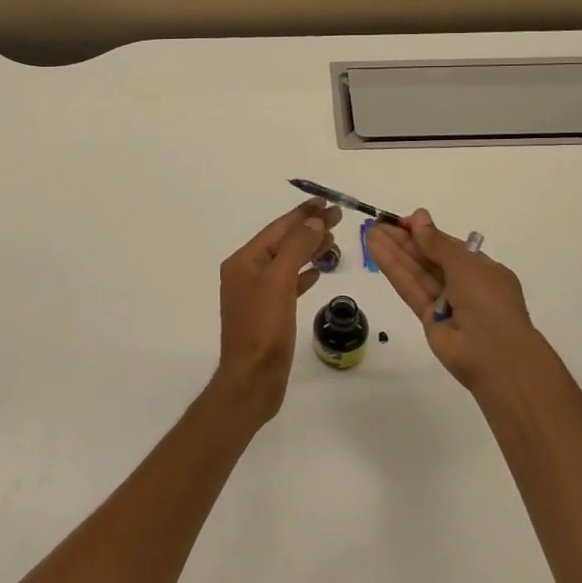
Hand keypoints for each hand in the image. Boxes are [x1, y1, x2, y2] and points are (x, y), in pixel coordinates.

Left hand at [214, 198, 341, 423]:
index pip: (278, 229)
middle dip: (308, 228)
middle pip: (282, 242)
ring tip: (332, 239)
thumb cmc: (263, 329)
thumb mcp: (279, 281)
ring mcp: (256, 294)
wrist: (252, 380)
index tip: (327, 202)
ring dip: (308, 249)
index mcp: (243, 261)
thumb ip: (296, 247)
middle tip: (337, 216)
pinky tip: (318, 272)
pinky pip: (288, 284)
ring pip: (286, 262)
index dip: (303, 214)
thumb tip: (313, 220)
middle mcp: (246, 273)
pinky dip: (303, 274)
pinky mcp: (268, 313)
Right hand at [366, 209, 550, 389]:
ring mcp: (445, 303)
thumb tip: (418, 217)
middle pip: (430, 258)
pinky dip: (393, 270)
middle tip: (379, 224)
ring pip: (417, 272)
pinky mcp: (427, 318)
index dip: (427, 233)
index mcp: (483, 270)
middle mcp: (464, 285)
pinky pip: (410, 289)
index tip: (404, 221)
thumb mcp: (465, 264)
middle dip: (405, 240)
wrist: (493, 354)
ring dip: (395, 252)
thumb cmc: (488, 300)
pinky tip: (375, 251)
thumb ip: (436, 243)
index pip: (450, 247)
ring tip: (370, 233)